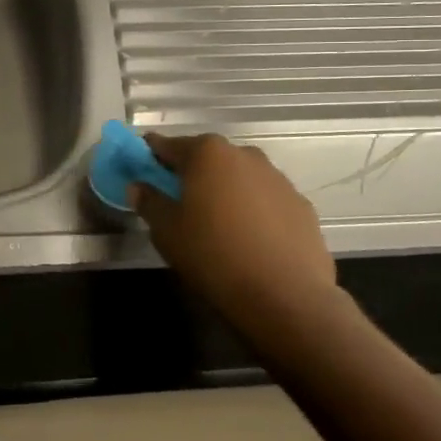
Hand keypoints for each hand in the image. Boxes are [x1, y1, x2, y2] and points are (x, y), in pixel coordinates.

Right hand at [132, 134, 336, 320]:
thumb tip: (138, 186)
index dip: (151, 156)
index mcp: (207, 154)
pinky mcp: (301, 205)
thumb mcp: (166, 231)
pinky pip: (265, 199)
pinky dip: (252, 210)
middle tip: (178, 202)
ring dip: (224, 191)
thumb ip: (149, 201)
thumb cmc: (213, 255)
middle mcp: (244, 155)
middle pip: (207, 157)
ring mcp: (278, 179)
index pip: (168, 145)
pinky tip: (248, 239)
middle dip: (191, 174)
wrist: (285, 296)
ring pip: (239, 177)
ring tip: (216, 224)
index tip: (141, 170)